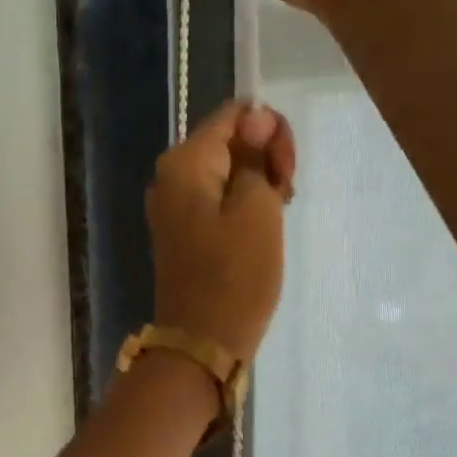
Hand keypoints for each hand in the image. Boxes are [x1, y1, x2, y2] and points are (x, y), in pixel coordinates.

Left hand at [148, 100, 295, 364]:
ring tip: (277, 216)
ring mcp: (172, 205)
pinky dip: (242, 205)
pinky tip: (260, 228)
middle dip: (265, 159)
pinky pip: (216, 200)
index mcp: (184, 162)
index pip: (236, 115)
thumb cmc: (235, 276)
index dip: (270, 132)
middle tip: (286, 196)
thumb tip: (255, 116)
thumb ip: (255, 157)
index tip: (287, 172)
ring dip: (257, 184)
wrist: (201, 341)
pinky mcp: (182, 231)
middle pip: (228, 141)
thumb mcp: (257, 208)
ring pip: (226, 171)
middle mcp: (169, 176)